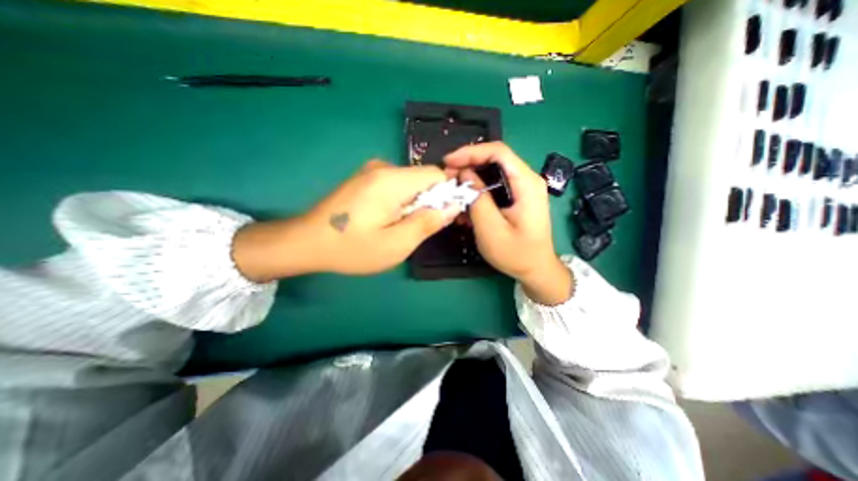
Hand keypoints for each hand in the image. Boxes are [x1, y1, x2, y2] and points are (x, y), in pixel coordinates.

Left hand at [231, 159, 458, 278]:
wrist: (307, 242)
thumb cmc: (352, 248)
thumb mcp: (396, 244)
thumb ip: (428, 223)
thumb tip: (453, 205)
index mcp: (392, 180)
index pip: (436, 174)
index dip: (446, 194)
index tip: (440, 217)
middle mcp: (383, 167)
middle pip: (423, 178)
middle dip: (428, 202)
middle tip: (415, 229)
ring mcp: (371, 171)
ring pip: (410, 183)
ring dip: (413, 204)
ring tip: (398, 227)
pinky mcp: (364, 179)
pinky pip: (395, 186)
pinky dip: (400, 202)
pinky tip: (385, 220)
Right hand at [445, 142, 572, 303]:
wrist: (536, 269)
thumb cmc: (516, 253)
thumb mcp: (491, 228)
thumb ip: (478, 199)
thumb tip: (465, 175)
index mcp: (527, 183)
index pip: (498, 152)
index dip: (471, 152)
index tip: (449, 162)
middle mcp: (527, 180)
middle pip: (494, 160)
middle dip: (468, 165)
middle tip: (447, 178)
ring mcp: (522, 189)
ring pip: (491, 173)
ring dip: (470, 181)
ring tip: (453, 194)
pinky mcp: (516, 198)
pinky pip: (494, 187)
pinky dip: (477, 193)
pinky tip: (466, 207)